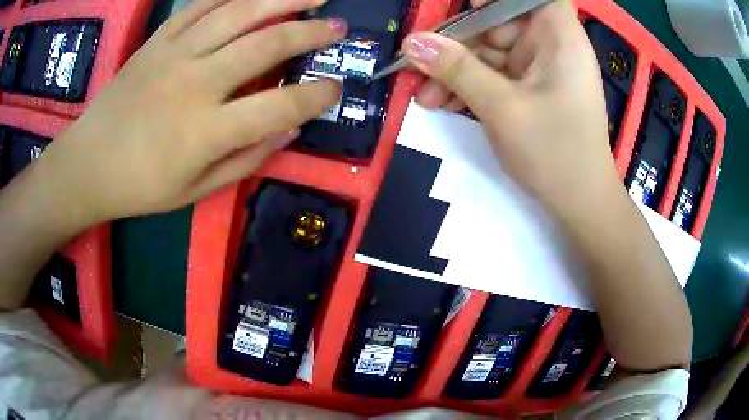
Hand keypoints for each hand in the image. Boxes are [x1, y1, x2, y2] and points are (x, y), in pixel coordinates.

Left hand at [36, 0, 344, 225]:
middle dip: (312, 33)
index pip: (280, 106)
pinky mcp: (157, 41)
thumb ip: (246, 160)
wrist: (87, 165)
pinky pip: (200, 5)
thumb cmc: (139, 187)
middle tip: (339, 27)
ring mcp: (174, 54)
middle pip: (267, 44)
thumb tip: (288, 130)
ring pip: (239, 12)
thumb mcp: (195, 191)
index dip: (317, 96)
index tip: (336, 88)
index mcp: (206, 131)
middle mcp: (196, 83)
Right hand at [404, 0, 619, 214]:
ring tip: (426, 97)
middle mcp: (551, 44)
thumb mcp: (502, 107)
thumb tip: (412, 42)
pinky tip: (444, 103)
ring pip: (490, 52)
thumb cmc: (555, 152)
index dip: (493, 0)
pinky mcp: (531, 88)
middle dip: (457, 44)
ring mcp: (540, 68)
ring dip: (456, 71)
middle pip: (498, 22)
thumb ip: (457, 69)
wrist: (580, 203)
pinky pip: (495, 75)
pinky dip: (471, 87)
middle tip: (419, 68)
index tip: (463, 10)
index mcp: (559, 36)